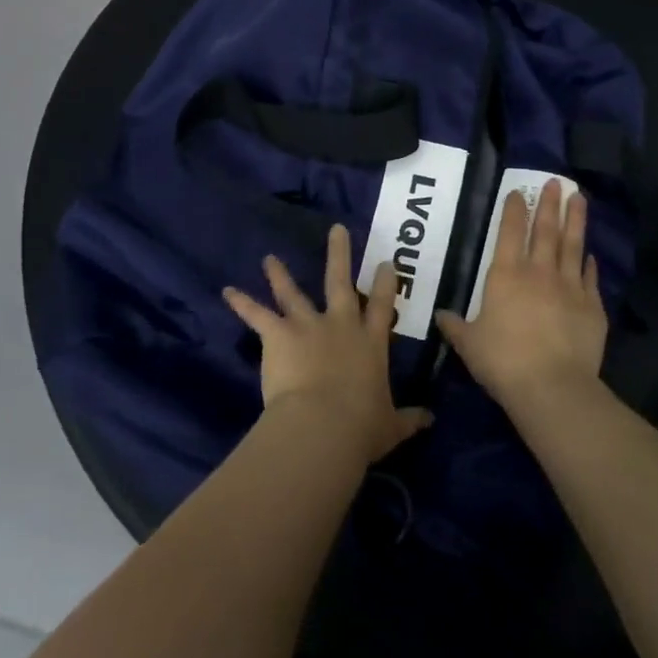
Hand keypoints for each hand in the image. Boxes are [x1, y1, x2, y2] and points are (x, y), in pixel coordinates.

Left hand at [223, 224, 432, 463]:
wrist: (323, 425)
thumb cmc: (361, 427)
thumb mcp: (391, 427)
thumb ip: (409, 419)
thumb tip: (430, 420)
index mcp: (370, 343)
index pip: (382, 305)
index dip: (386, 282)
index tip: (386, 262)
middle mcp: (341, 325)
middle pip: (340, 282)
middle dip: (339, 254)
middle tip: (336, 230)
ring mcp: (308, 326)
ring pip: (293, 293)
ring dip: (279, 275)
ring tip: (269, 259)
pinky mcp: (279, 334)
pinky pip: (257, 315)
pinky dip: (242, 303)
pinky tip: (227, 291)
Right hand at [435, 179, 606, 410]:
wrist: (552, 386)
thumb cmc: (503, 361)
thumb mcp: (469, 344)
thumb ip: (455, 326)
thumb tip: (441, 316)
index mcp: (505, 276)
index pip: (509, 233)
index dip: (513, 210)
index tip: (518, 192)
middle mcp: (539, 273)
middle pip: (545, 231)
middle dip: (549, 204)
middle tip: (555, 182)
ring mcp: (570, 288)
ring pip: (572, 246)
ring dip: (575, 221)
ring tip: (579, 198)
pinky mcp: (593, 307)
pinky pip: (590, 278)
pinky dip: (589, 263)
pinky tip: (590, 254)